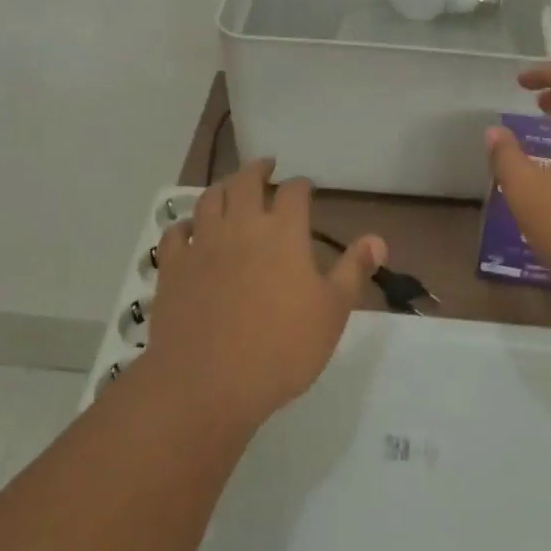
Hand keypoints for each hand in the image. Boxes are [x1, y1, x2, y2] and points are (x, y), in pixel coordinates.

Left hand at [146, 159, 385, 429]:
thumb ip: (353, 270)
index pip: (293, 192)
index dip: (301, 185)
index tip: (305, 187)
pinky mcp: (172, 267)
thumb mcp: (333, 312)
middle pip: (246, 182)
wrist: (208, 383)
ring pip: (209, 199)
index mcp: (283, 232)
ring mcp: (202, 244)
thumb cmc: (282, 348)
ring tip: (230, 188)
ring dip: (222, 188)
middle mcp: (241, 226)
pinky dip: (184, 224)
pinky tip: (189, 229)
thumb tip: (377, 239)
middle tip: (265, 167)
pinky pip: (175, 233)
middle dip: (258, 170)